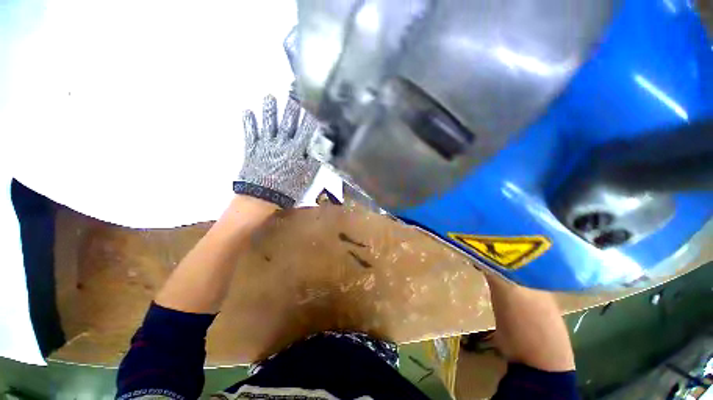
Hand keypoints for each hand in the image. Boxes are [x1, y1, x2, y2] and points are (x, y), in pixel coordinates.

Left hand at [234, 94, 320, 208]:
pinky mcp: (252, 149)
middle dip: (292, 108)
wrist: (262, 198)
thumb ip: (314, 159)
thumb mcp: (307, 176)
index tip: (313, 106)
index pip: (306, 131)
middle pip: (288, 123)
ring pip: (269, 124)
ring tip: (269, 97)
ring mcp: (265, 145)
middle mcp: (281, 144)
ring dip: (269, 110)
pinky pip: (250, 133)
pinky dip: (249, 122)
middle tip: (293, 93)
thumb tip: (321, 145)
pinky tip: (247, 111)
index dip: (310, 118)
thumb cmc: (288, 189)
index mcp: (296, 151)